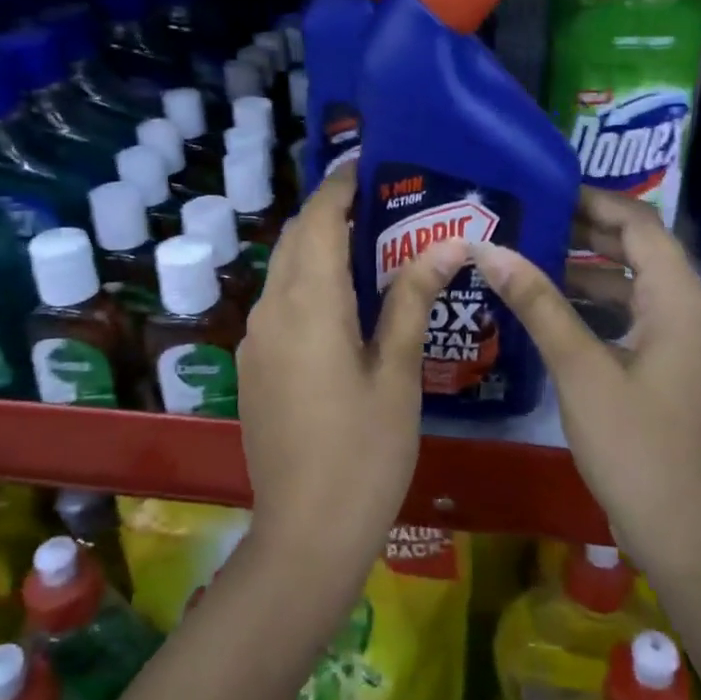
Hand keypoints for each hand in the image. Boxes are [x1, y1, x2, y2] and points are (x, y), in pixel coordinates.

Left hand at [237, 166, 469, 581]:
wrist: (306, 534)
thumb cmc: (366, 452)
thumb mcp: (397, 373)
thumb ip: (411, 300)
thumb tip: (447, 245)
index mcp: (310, 305)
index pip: (319, 222)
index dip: (339, 188)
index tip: (365, 165)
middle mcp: (271, 311)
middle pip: (295, 239)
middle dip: (327, 211)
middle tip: (374, 202)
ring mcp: (255, 341)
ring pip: (282, 271)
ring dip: (314, 246)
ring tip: (363, 242)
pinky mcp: (253, 367)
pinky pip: (277, 304)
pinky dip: (304, 281)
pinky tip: (338, 300)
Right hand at [473, 189, 700, 573]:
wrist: (683, 531)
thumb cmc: (634, 446)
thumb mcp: (579, 369)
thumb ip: (538, 304)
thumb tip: (491, 250)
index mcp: (682, 301)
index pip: (642, 224)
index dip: (596, 201)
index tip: (546, 190)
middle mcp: (696, 311)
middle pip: (642, 250)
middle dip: (588, 232)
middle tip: (531, 219)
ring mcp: (691, 341)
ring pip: (638, 286)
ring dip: (590, 270)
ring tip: (532, 257)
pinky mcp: (679, 366)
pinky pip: (639, 316)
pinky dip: (601, 305)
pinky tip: (555, 309)